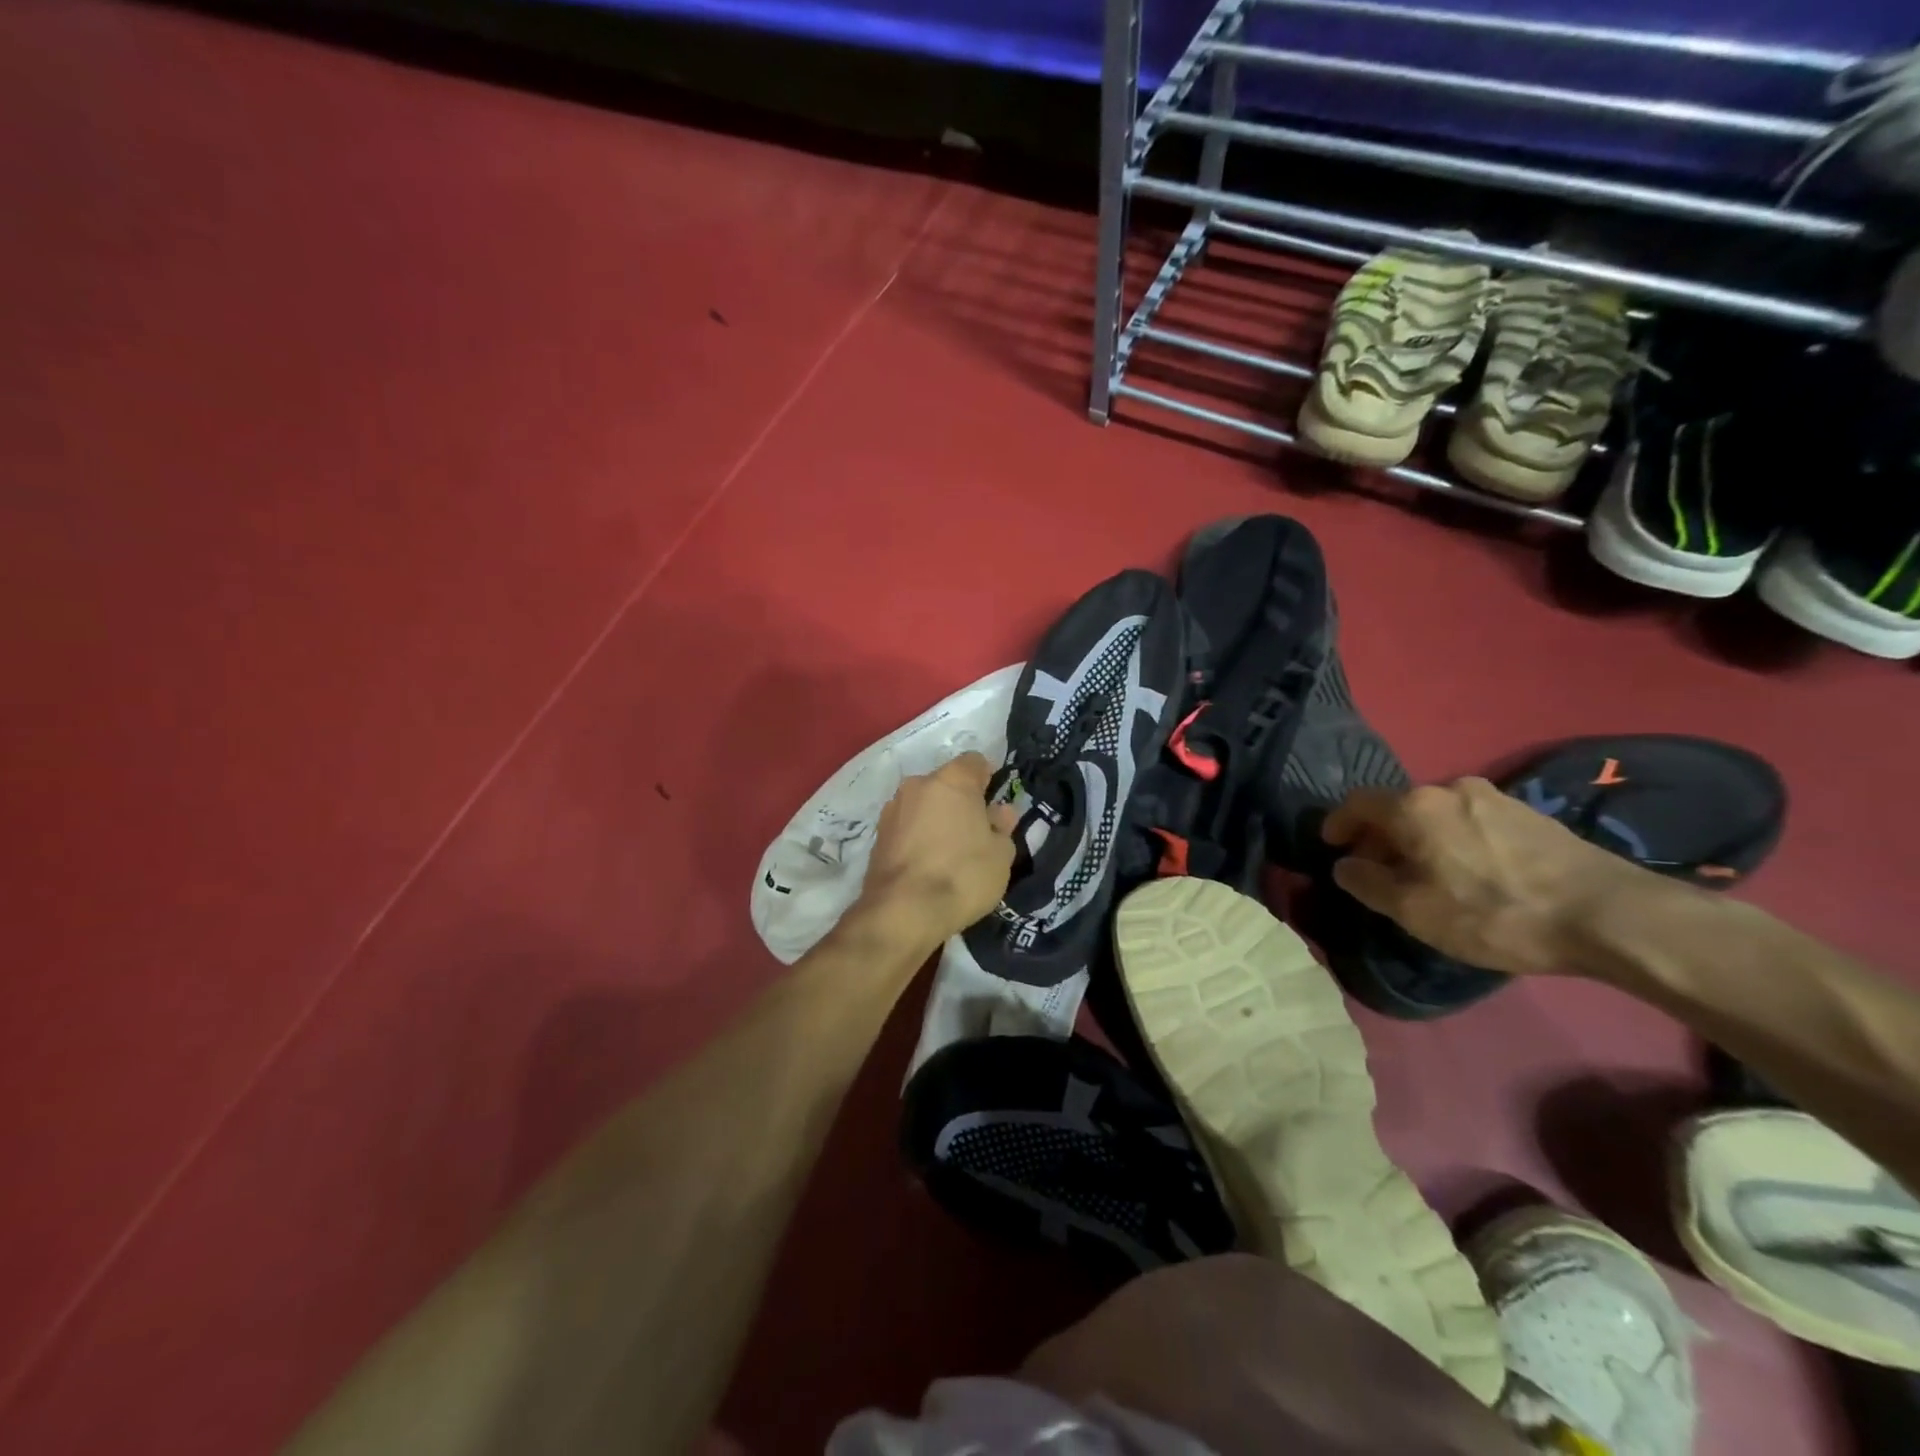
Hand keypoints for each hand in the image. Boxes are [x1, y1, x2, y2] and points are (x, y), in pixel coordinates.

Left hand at [858, 752, 1016, 950]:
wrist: (903, 911)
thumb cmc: (962, 875)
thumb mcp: (1000, 855)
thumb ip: (1002, 827)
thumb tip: (999, 812)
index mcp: (952, 779)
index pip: (976, 762)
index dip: (989, 781)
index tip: (995, 808)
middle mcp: (918, 784)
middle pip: (947, 784)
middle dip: (961, 802)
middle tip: (976, 835)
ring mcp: (893, 808)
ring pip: (924, 805)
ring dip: (937, 820)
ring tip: (949, 855)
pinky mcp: (877, 835)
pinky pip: (907, 826)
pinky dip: (918, 838)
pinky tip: (927, 866)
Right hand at [1321, 777, 1654, 977]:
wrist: (1608, 914)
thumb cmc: (1494, 912)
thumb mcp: (1415, 910)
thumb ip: (1368, 883)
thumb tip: (1345, 866)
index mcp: (1414, 806)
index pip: (1358, 803)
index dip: (1338, 823)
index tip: (1332, 846)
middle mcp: (1449, 789)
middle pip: (1398, 806)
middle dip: (1380, 835)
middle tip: (1377, 868)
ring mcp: (1494, 797)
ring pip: (1436, 814)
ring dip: (1419, 838)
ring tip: (1424, 873)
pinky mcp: (1530, 814)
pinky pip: (1471, 821)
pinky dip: (1453, 840)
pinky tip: (1469, 872)